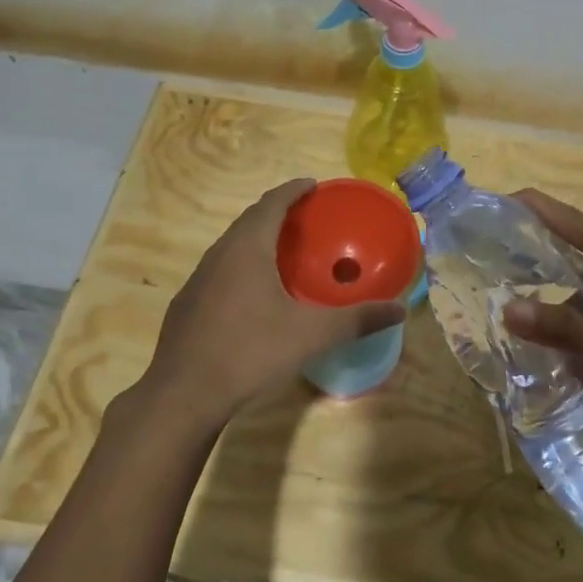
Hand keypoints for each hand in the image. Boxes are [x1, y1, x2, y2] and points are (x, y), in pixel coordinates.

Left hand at [124, 179, 406, 438]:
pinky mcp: (187, 305)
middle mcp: (218, 255)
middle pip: (249, 220)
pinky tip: (252, 294)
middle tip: (304, 217)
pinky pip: (219, 270)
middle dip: (276, 212)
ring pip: (231, 246)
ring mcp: (197, 280)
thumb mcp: (311, 335)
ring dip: (256, 239)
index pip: (271, 203)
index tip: (312, 185)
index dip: (293, 190)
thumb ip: (356, 320)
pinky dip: (241, 266)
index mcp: (247, 249)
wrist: (182, 396)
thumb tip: (400, 309)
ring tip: (281, 251)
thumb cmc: (250, 353)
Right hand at [500, 190, 582, 434]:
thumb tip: (507, 309)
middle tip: (502, 259)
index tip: (499, 200)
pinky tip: (581, 350)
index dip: (533, 207)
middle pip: (581, 244)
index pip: (569, 220)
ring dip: (569, 296)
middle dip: (542, 251)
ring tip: (536, 319)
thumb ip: (565, 329)